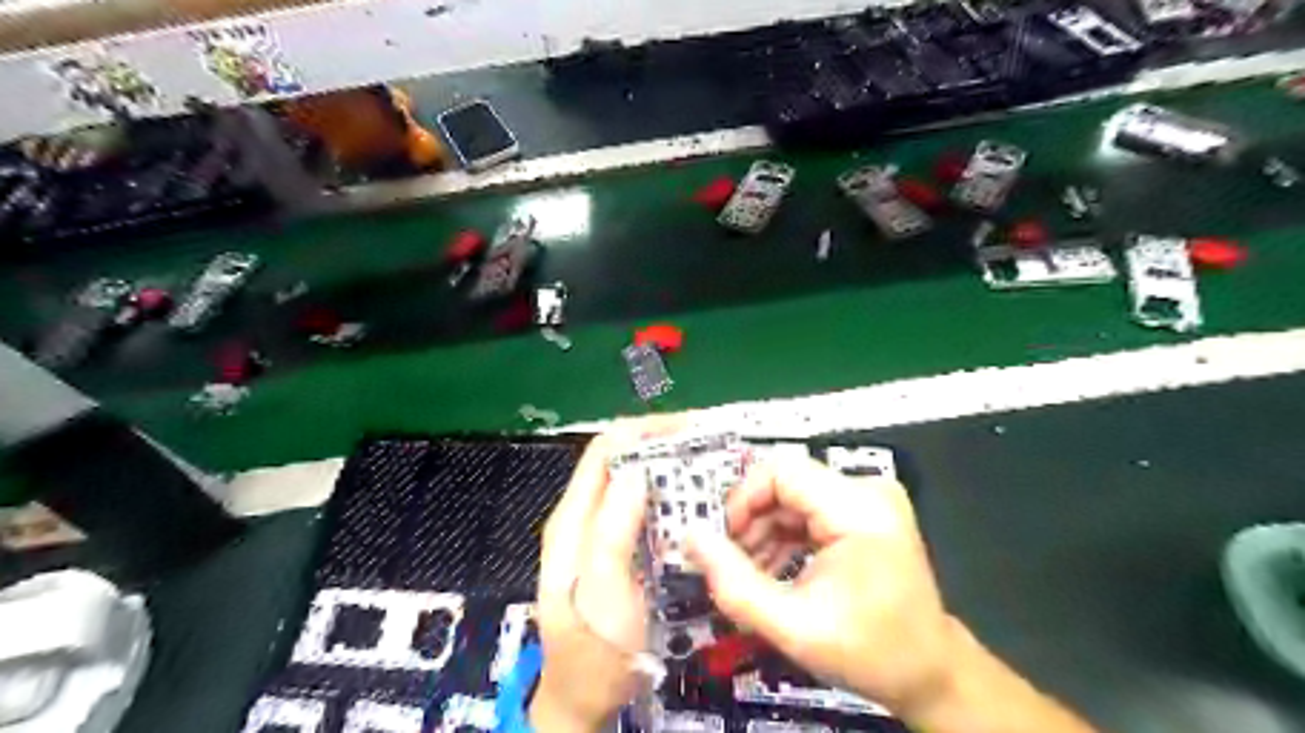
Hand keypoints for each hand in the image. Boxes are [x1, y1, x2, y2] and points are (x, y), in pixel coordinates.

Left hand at [526, 419, 678, 731]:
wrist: (582, 700)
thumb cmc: (594, 651)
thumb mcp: (602, 594)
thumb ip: (612, 531)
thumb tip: (635, 472)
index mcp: (573, 519)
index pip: (606, 449)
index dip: (645, 430)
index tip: (690, 429)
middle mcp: (583, 516)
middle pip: (621, 460)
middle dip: (662, 445)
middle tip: (708, 448)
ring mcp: (599, 532)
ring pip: (633, 481)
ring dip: (668, 468)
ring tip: (708, 469)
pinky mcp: (616, 549)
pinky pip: (642, 508)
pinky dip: (668, 496)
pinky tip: (694, 504)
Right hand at [693, 456, 956, 716]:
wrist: (930, 672)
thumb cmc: (869, 652)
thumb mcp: (793, 627)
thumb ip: (735, 583)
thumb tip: (691, 538)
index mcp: (859, 508)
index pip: (781, 471)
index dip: (743, 499)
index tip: (725, 541)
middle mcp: (867, 490)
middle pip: (785, 482)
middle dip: (752, 520)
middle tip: (734, 563)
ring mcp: (868, 498)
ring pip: (793, 495)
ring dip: (765, 529)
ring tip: (754, 572)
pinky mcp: (864, 511)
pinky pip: (809, 508)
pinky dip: (785, 534)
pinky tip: (775, 568)